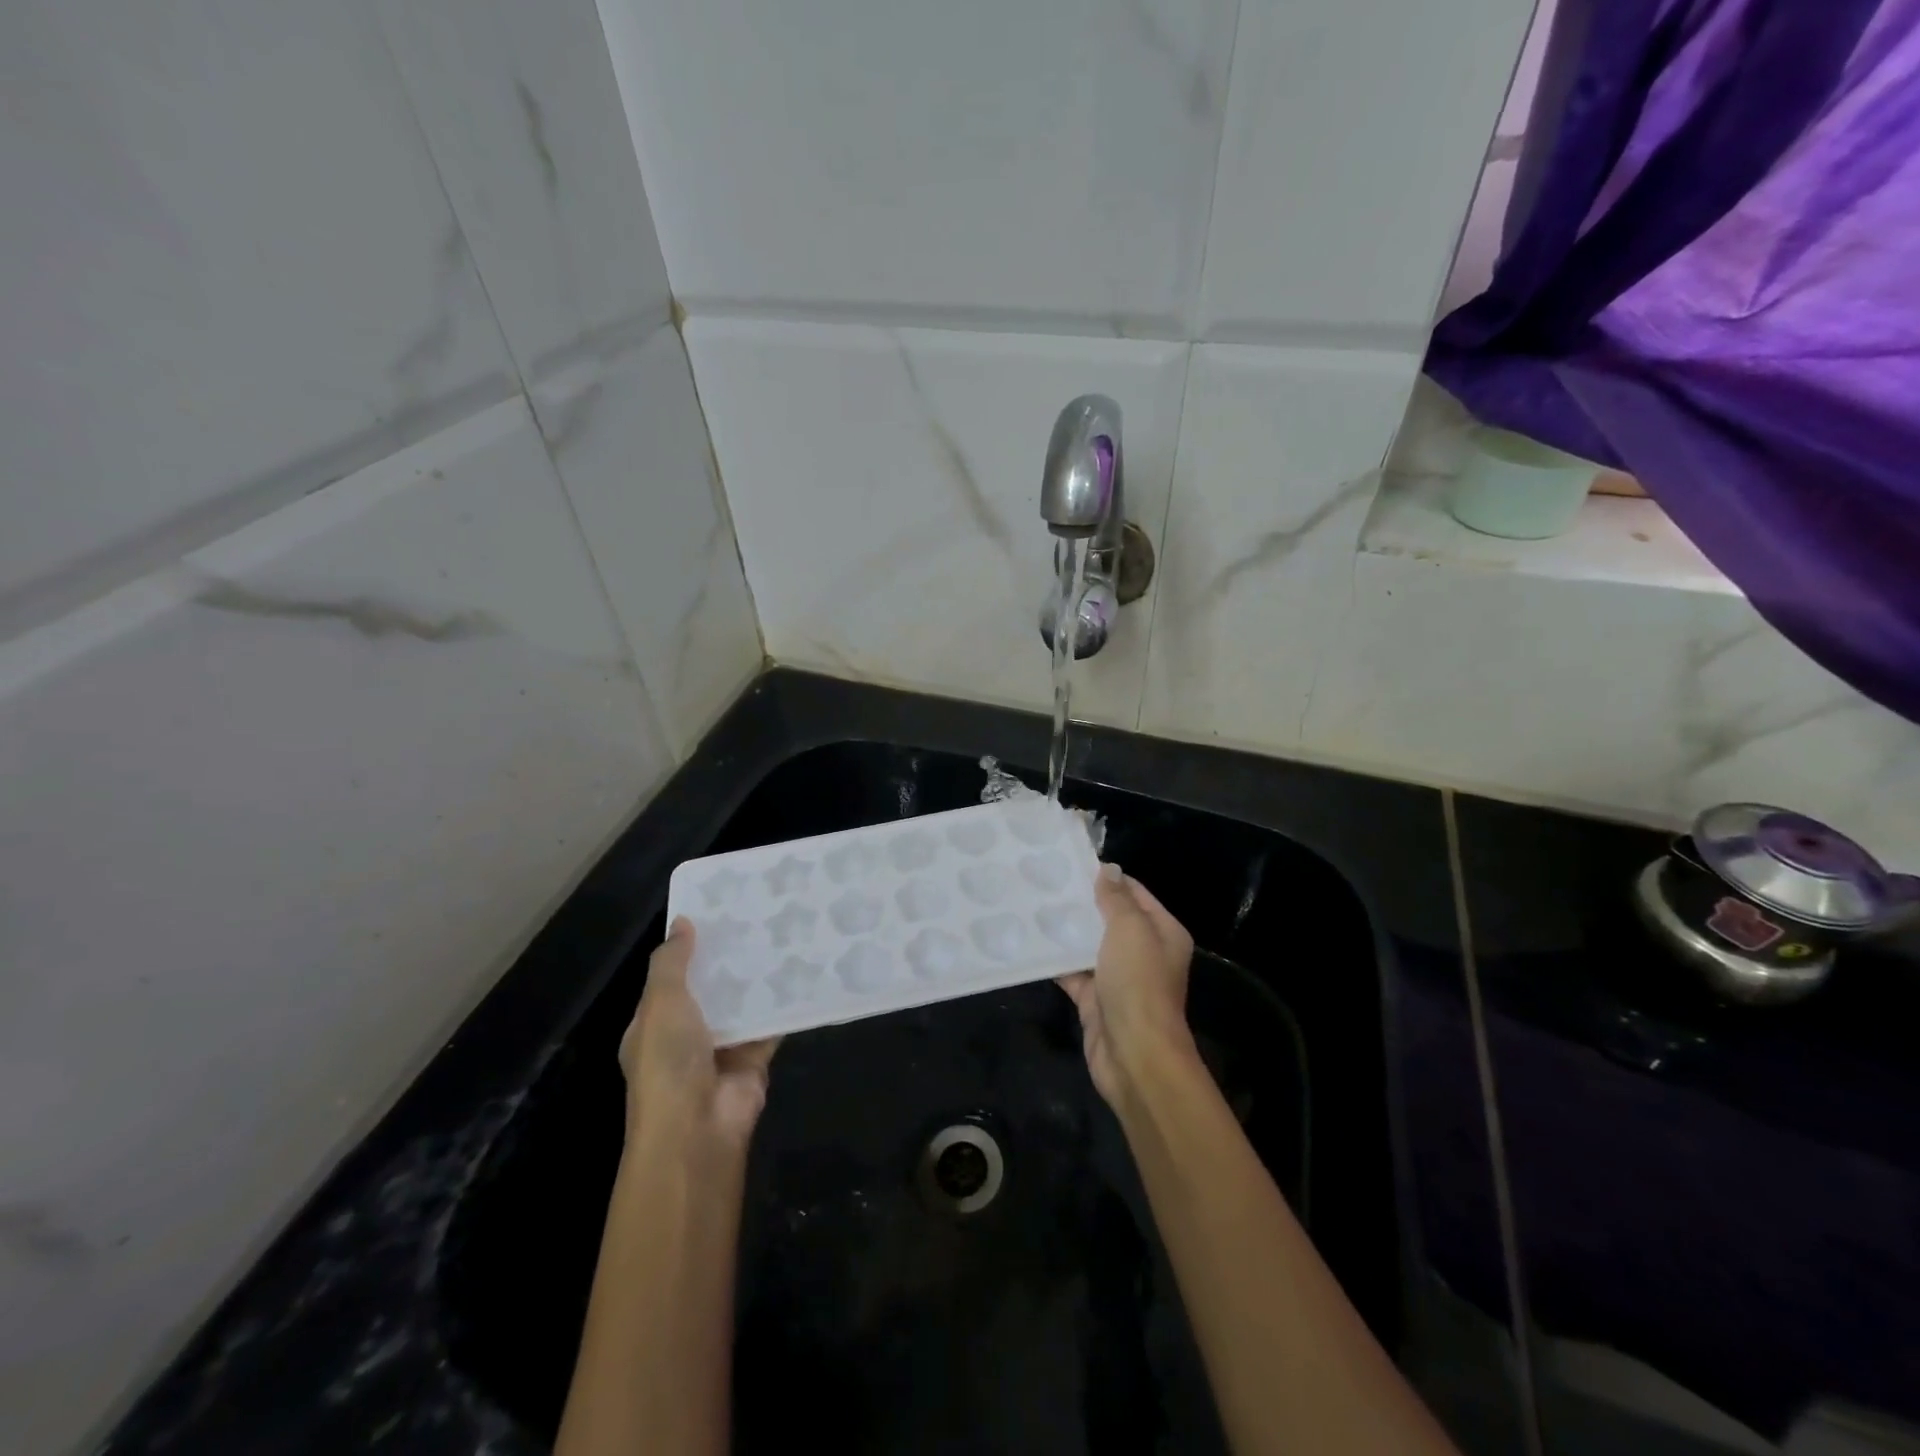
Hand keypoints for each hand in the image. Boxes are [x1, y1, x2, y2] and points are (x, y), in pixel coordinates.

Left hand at [619, 917, 779, 1153]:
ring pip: (742, 1004)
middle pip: (710, 989)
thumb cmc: (668, 1062)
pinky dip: (783, 1004)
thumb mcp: (660, 1004)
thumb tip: (682, 922)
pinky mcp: (754, 1059)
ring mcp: (721, 1049)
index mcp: (654, 1024)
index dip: (689, 948)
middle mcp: (686, 1035)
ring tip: (783, 933)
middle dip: (730, 959)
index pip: (671, 978)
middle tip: (757, 916)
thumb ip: (671, 963)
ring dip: (758, 978)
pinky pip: (770, 1024)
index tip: (717, 913)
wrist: (697, 1129)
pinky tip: (801, 971)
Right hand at [1057, 864, 1196, 1106]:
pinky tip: (1030, 943)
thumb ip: (1116, 898)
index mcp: (1162, 932)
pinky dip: (1055, 961)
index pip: (1134, 893)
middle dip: (1082, 903)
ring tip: (1033, 905)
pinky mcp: (1095, 1000)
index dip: (1107, 878)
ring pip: (1089, 946)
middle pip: (1110, 919)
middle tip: (1045, 881)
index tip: (1072, 863)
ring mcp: (1119, 978)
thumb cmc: (1138, 983)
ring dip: (1066, 931)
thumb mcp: (1130, 930)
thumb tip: (1108, 868)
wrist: (1134, 1055)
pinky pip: (1072, 973)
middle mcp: (1144, 953)